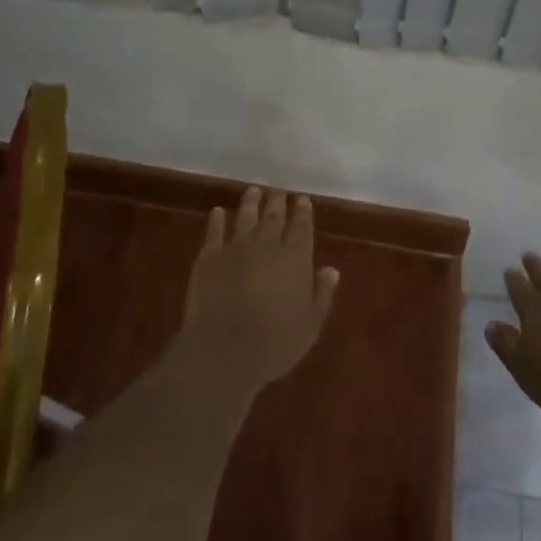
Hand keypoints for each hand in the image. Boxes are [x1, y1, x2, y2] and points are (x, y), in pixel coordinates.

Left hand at [179, 187, 338, 394]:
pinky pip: (214, 232)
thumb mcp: (310, 325)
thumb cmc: (275, 343)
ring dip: (250, 202)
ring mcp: (235, 248)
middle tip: (279, 190)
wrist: (224, 350)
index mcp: (295, 258)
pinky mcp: (209, 257)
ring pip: (245, 217)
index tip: (302, 199)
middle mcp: (267, 245)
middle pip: (273, 216)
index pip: (301, 227)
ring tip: (253, 190)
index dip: (303, 212)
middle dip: (277, 201)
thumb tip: (331, 269)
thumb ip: (322, 294)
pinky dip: (217, 220)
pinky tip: (219, 211)